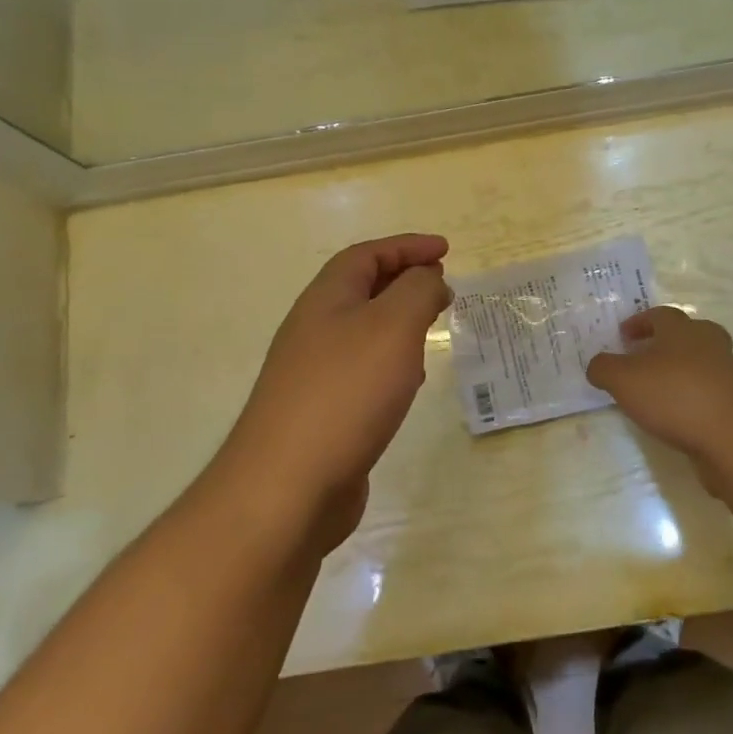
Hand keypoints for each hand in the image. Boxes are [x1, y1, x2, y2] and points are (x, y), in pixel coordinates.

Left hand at [220, 235, 450, 550]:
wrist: (286, 487)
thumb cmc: (345, 393)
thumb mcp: (393, 327)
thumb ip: (417, 292)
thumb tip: (429, 279)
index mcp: (326, 299)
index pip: (366, 255)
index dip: (407, 246)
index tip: (446, 250)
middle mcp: (314, 329)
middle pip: (360, 289)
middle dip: (403, 280)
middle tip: (442, 285)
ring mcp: (313, 374)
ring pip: (362, 332)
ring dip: (398, 322)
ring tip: (431, 329)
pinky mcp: (321, 413)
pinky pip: (362, 371)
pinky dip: (390, 363)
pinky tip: (408, 384)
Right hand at [586, 307, 732, 458]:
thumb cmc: (675, 396)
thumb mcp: (624, 380)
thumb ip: (604, 368)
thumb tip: (597, 365)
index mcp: (681, 329)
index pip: (659, 315)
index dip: (639, 322)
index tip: (623, 335)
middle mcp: (708, 343)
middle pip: (687, 333)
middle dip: (665, 342)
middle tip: (644, 356)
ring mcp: (727, 373)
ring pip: (700, 362)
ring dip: (679, 370)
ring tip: (656, 390)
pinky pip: (708, 391)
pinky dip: (691, 397)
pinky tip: (675, 415)